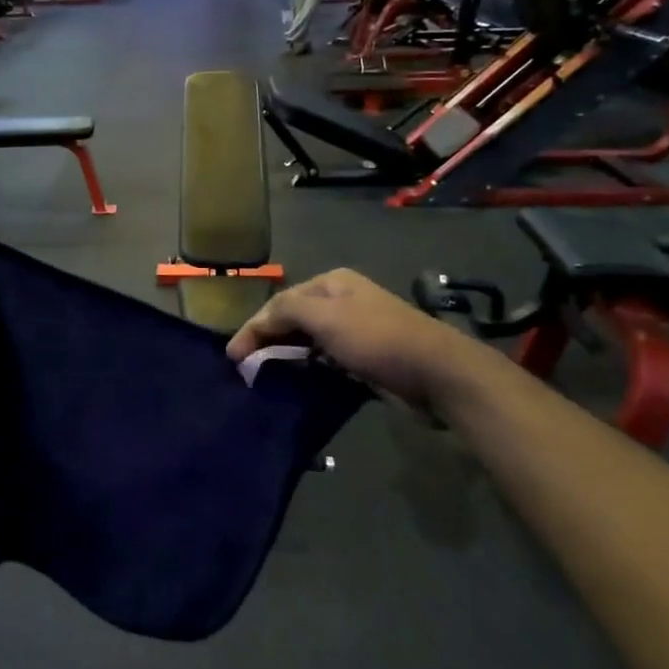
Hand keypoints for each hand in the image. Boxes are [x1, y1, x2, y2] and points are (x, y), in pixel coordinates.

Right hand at [226, 269, 496, 409]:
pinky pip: (325, 362)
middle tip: (244, 370)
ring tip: (263, 379)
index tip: (232, 357)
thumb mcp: (324, 317)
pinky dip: (308, 371)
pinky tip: (295, 385)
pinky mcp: (365, 359)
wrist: (436, 373)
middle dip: (267, 341)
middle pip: (293, 320)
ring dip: (286, 358)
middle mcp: (342, 302)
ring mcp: (355, 331)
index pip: (280, 302)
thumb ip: (284, 312)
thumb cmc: (376, 338)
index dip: (253, 327)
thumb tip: (256, 325)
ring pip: (308, 343)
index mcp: (331, 283)